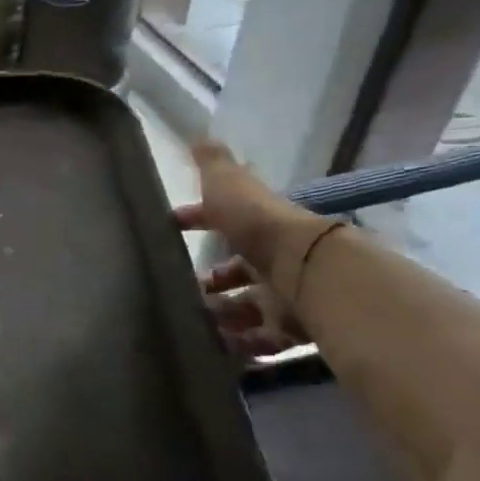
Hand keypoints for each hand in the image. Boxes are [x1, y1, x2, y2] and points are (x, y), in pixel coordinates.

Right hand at [173, 139, 329, 360]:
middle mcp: (272, 262)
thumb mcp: (229, 186)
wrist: (308, 271)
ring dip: (220, 315)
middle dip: (210, 281)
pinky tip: (215, 347)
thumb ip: (214, 165)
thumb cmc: (260, 226)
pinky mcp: (290, 331)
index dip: (197, 222)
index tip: (171, 228)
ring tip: (192, 321)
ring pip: (245, 308)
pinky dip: (240, 344)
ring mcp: (282, 298)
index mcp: (257, 228)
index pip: (223, 223)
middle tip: (179, 288)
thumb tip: (199, 134)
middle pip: (236, 273)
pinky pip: (261, 340)